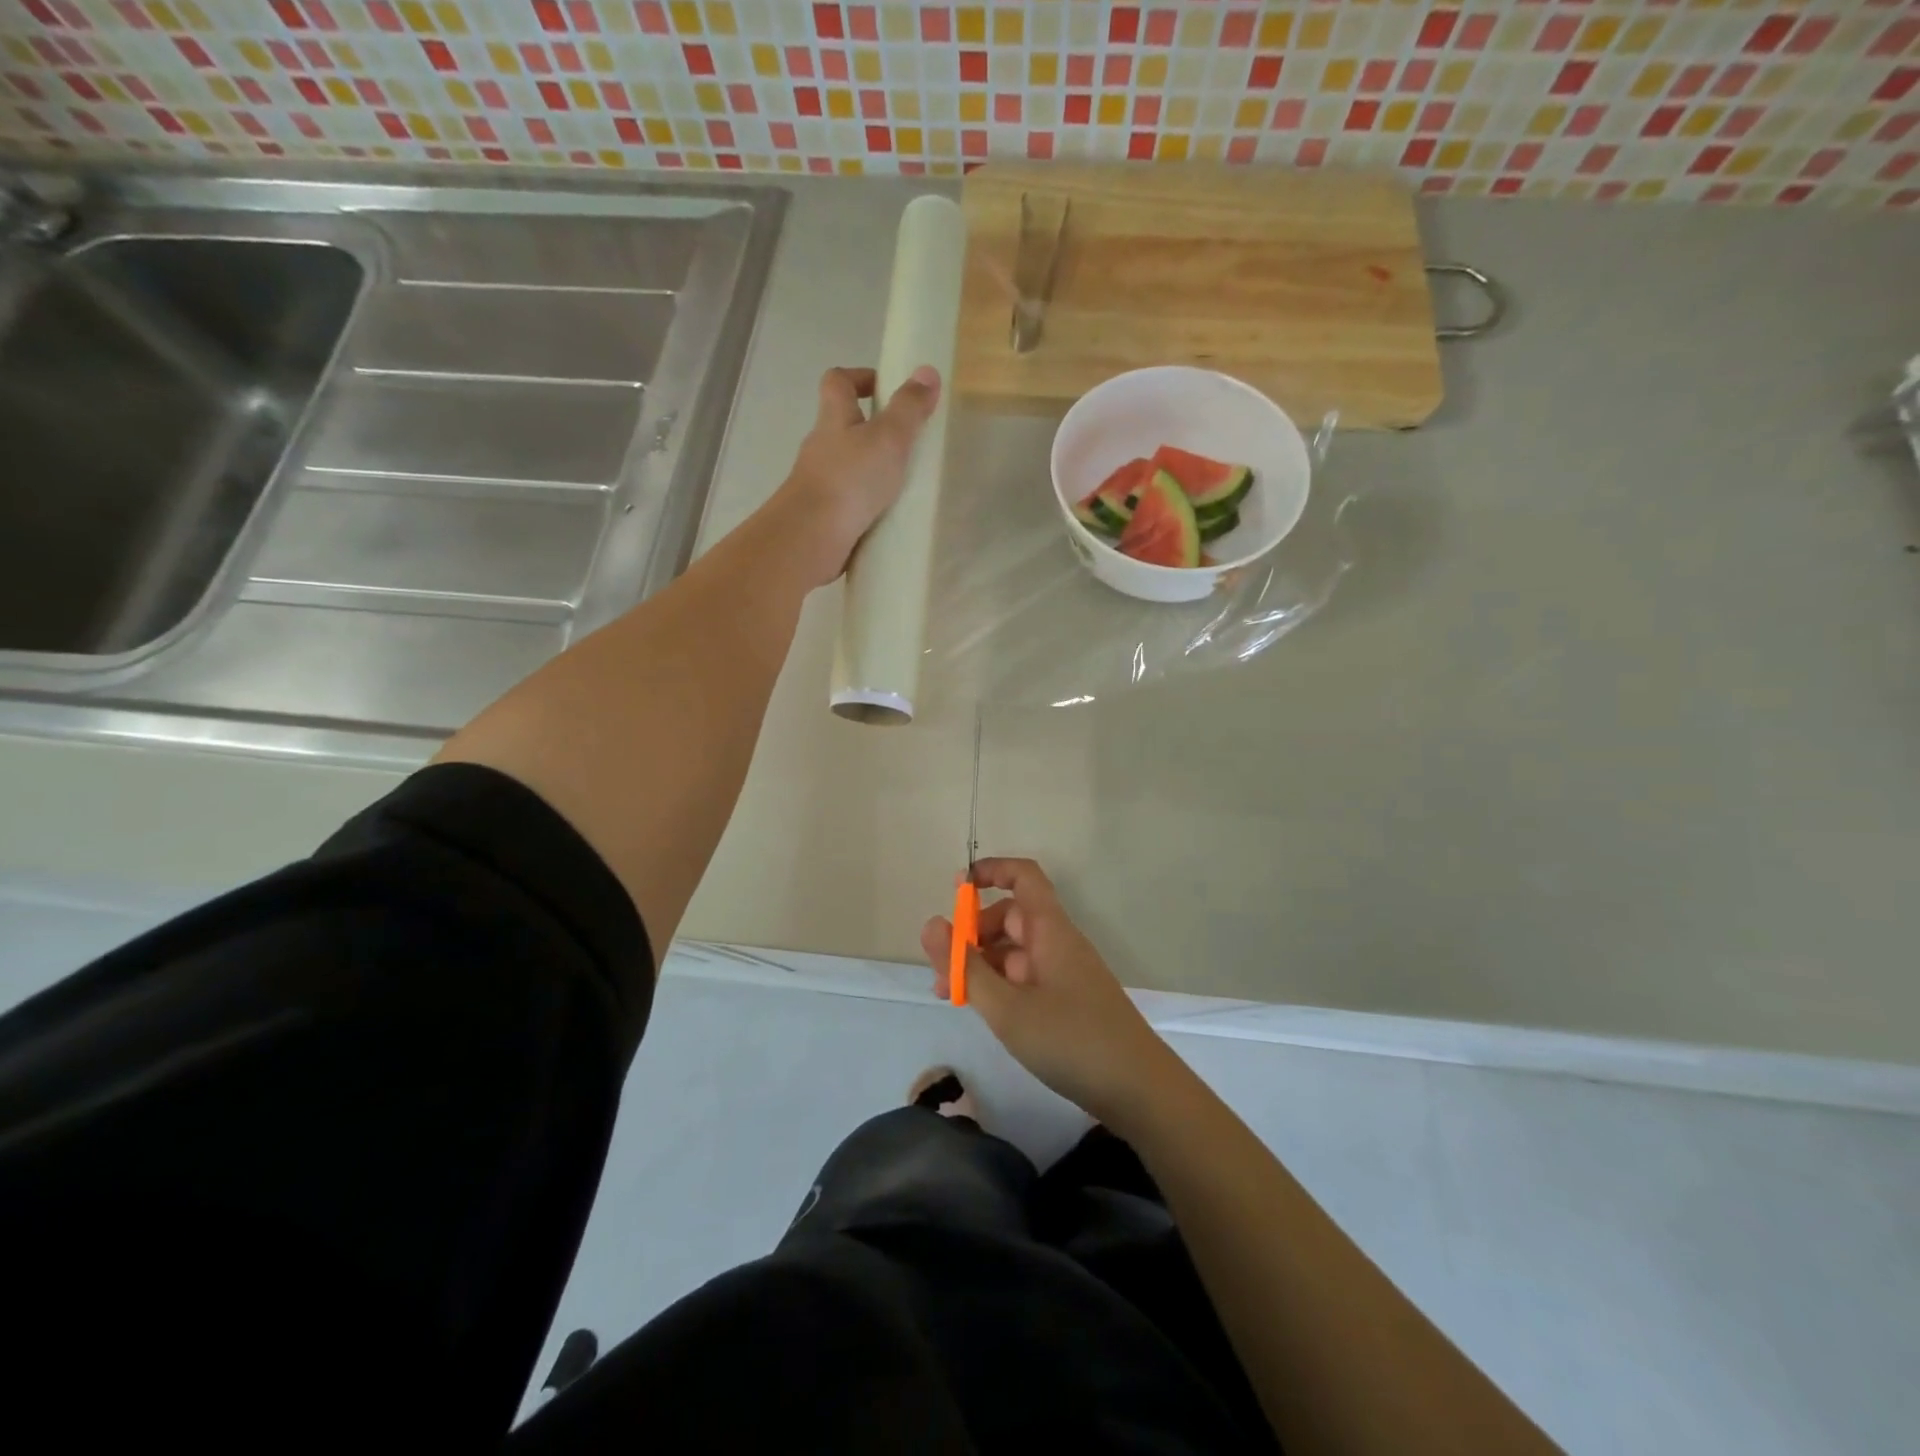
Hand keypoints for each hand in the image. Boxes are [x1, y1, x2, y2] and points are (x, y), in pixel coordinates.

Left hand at [771, 364, 941, 588]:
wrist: (811, 536)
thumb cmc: (850, 478)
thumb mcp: (888, 437)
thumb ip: (909, 408)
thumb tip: (927, 371)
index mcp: (833, 418)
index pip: (838, 381)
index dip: (859, 377)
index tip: (885, 388)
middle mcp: (820, 446)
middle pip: (842, 424)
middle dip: (870, 428)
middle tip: (904, 442)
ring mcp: (818, 482)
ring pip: (845, 465)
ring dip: (868, 469)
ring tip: (901, 483)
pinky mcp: (822, 514)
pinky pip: (846, 500)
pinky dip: (864, 502)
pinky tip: (885, 515)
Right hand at [920, 857, 1180, 1131]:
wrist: (1139, 1090)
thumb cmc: (1070, 1040)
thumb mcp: (1006, 1007)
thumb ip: (965, 967)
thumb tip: (932, 924)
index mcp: (1050, 930)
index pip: (1023, 877)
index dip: (990, 872)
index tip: (955, 889)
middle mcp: (1058, 943)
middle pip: (1011, 917)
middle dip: (972, 933)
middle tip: (942, 969)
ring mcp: (1064, 973)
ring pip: (1014, 951)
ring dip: (981, 964)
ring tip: (951, 996)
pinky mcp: (1068, 1001)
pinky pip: (1025, 978)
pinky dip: (999, 986)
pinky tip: (983, 1012)